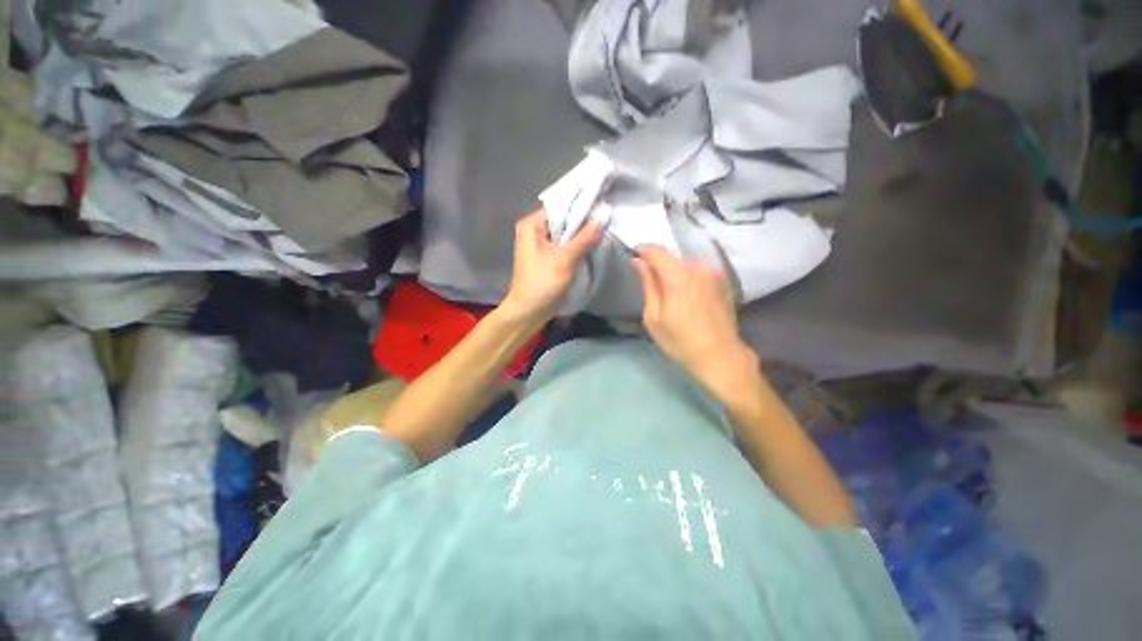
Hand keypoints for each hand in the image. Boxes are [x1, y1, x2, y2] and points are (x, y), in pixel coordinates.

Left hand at [501, 209, 601, 323]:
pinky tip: (594, 245)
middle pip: (564, 220)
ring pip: (566, 234)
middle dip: (584, 222)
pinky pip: (566, 246)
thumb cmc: (542, 283)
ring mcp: (542, 245)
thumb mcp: (564, 259)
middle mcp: (535, 231)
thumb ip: (584, 238)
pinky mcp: (549, 258)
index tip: (602, 207)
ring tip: (604, 230)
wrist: (529, 312)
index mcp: (532, 225)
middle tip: (606, 219)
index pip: (560, 206)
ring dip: (582, 235)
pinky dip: (578, 247)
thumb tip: (603, 216)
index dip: (581, 206)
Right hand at [632, 245, 758, 394]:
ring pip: (686, 263)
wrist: (720, 355)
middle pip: (672, 256)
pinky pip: (698, 271)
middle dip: (658, 263)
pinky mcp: (723, 281)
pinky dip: (687, 276)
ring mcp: (714, 274)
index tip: (633, 253)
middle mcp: (699, 268)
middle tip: (649, 280)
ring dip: (674, 271)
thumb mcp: (654, 317)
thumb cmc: (680, 340)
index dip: (643, 248)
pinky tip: (686, 296)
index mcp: (679, 277)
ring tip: (668, 291)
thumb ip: (648, 284)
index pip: (657, 250)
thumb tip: (638, 261)